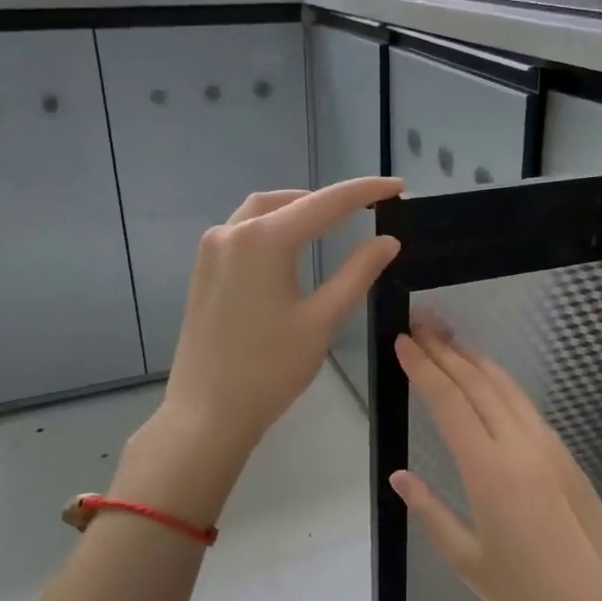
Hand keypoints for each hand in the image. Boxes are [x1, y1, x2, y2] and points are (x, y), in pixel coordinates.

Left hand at [156, 177, 403, 458]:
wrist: (208, 412)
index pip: (325, 204)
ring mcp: (211, 251)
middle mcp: (232, 233)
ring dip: (296, 211)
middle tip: (365, 209)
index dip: (365, 192)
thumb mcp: (322, 321)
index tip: (398, 188)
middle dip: (327, 200)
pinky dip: (271, 229)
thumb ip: (358, 274)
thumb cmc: (270, 370)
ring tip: (330, 223)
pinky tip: (290, 249)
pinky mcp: (203, 271)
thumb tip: (387, 242)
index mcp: (264, 240)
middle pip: (288, 200)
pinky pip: (241, 233)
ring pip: (260, 213)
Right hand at [388, 327, 601, 600]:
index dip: (425, 369)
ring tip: (450, 339)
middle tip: (422, 322)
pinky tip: (489, 380)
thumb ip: (430, 511)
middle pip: (478, 384)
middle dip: (447, 350)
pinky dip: (501, 383)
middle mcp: (520, 446)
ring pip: (507, 388)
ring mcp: (548, 446)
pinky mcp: (565, 455)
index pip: (450, 403)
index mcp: (489, 471)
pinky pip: (527, 406)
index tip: (403, 341)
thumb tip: (400, 475)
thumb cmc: (527, 592)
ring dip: (476, 360)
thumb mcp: (466, 560)